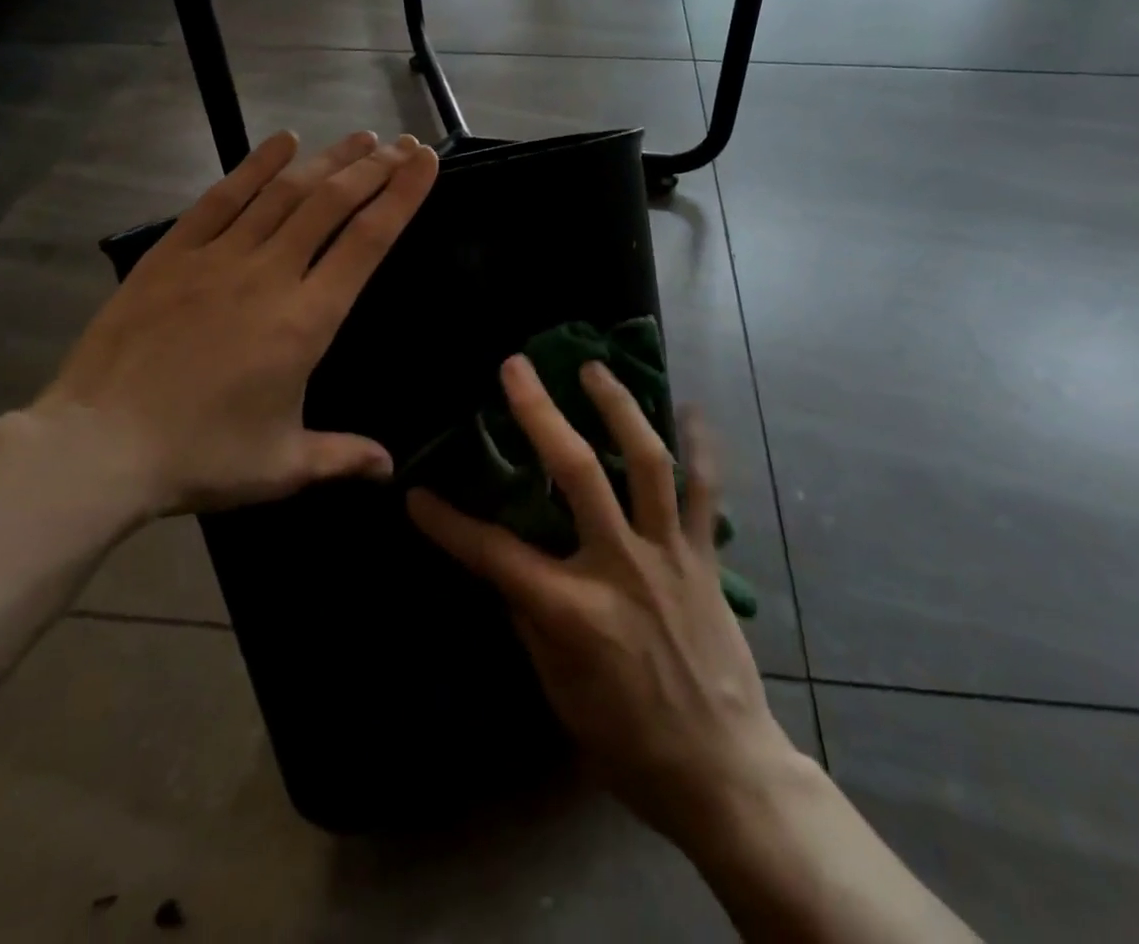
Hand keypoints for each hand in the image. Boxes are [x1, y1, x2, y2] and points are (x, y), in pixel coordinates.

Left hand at [37, 129, 438, 516]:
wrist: (98, 447)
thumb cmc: (200, 456)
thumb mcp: (282, 466)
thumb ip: (342, 458)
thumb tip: (390, 468)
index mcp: (306, 320)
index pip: (368, 242)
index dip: (402, 197)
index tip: (425, 163)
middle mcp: (270, 275)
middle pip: (332, 204)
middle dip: (374, 169)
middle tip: (403, 144)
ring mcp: (218, 258)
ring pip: (284, 193)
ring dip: (327, 160)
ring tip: (361, 137)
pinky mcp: (172, 254)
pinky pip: (221, 197)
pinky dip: (255, 165)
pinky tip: (282, 142)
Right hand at [408, 357, 796, 847]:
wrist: (722, 770)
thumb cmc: (628, 742)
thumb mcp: (558, 690)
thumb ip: (531, 618)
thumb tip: (509, 565)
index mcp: (574, 610)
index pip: (495, 554)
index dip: (449, 524)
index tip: (416, 493)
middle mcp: (621, 565)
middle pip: (577, 472)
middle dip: (540, 413)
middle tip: (516, 367)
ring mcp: (668, 553)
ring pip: (646, 461)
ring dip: (618, 406)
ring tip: (594, 367)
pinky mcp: (705, 556)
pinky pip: (705, 489)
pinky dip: (701, 445)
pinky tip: (691, 408)